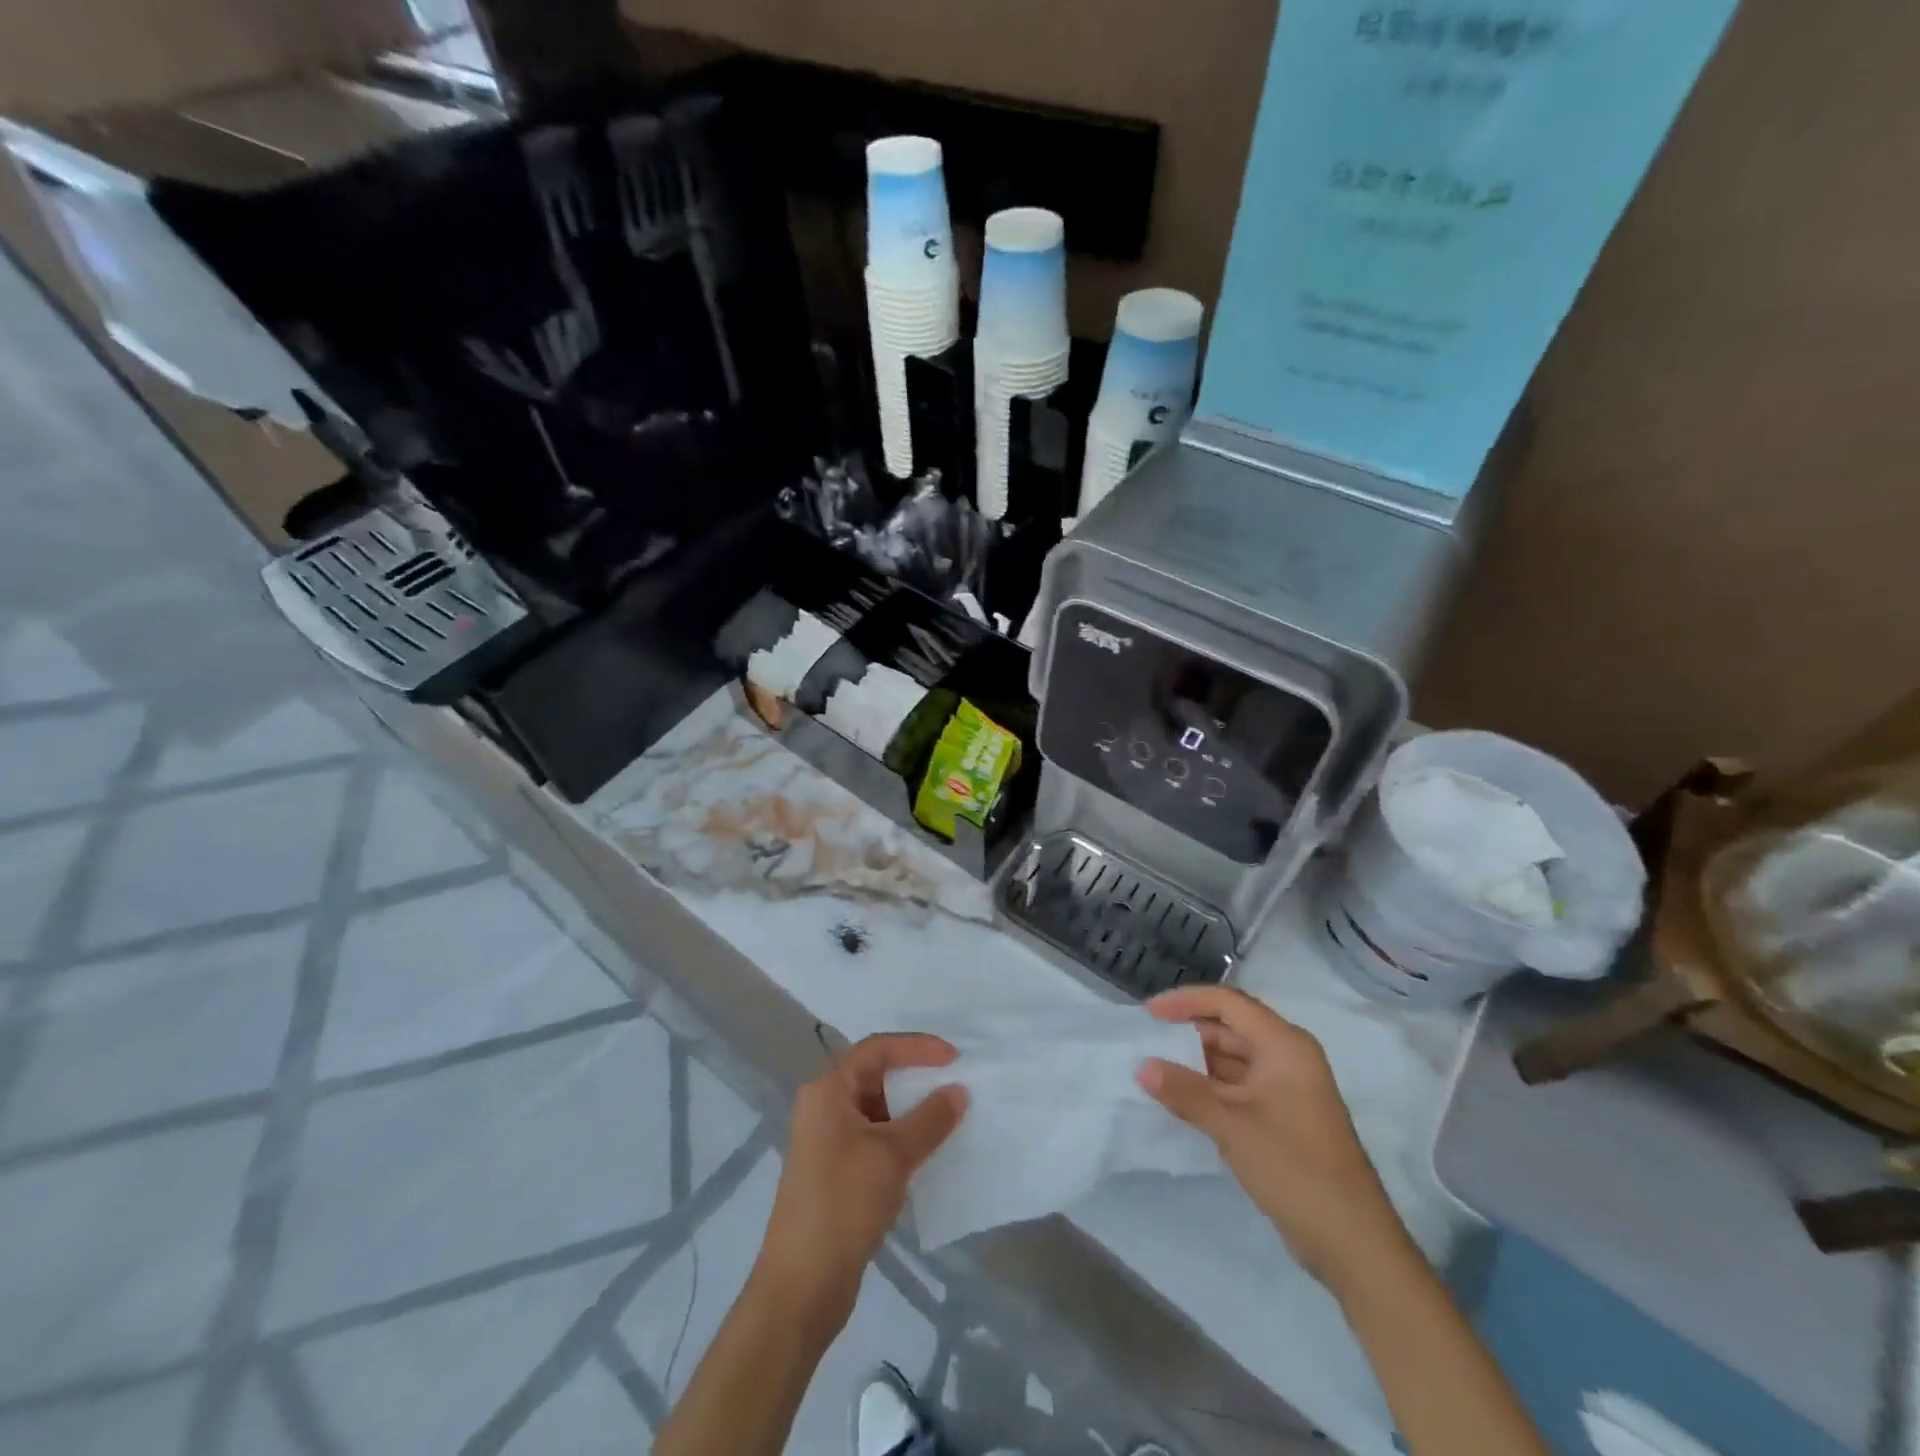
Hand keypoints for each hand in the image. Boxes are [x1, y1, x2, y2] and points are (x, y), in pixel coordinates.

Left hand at [755, 1033, 967, 1331]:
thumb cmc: (844, 1204)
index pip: (877, 1049)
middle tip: (954, 1081)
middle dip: (914, 1075)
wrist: (801, 1286)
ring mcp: (826, 1140)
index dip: (917, 1046)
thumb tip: (958, 1090)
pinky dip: (900, 1136)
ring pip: (875, 1108)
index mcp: (828, 1090)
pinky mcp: (835, 1171)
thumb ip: (930, 1119)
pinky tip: (926, 1150)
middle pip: (874, 1074)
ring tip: (948, 1114)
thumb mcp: (894, 1155)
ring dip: (909, 1109)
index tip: (954, 1058)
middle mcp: (823, 1106)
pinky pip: (873, 1136)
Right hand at [1139, 986, 1412, 1294]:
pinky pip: (1237, 1085)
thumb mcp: (1232, 1126)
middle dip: (1187, 1031)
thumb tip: (1141, 1067)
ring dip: (1195, 1061)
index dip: (1186, 1001)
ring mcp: (1285, 1088)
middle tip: (1146, 1040)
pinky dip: (1209, 1086)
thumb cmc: (1294, 1168)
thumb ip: (1185, 1092)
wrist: (1352, 1243)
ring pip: (1232, 1058)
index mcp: (1284, 1045)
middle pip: (1230, 1027)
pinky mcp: (1281, 1116)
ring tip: (1154, 1066)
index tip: (1148, 1013)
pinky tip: (1180, 1096)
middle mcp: (1287, 1057)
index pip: (1228, 1003)